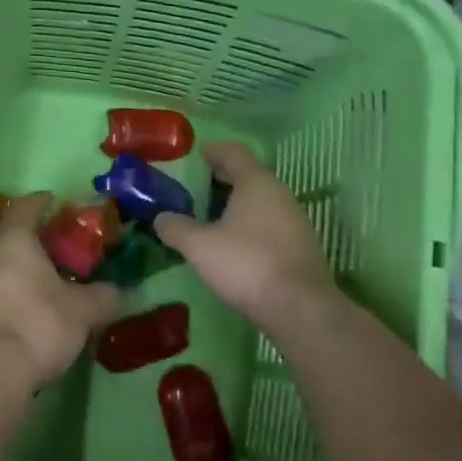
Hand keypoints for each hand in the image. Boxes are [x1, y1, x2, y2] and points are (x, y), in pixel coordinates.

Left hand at [0, 193, 119, 390]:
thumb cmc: (38, 323)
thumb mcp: (83, 309)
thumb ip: (103, 295)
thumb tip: (121, 290)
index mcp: (14, 238)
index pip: (26, 206)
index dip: (42, 201)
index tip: (57, 200)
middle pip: (10, 231)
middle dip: (33, 232)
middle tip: (60, 237)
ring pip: (1, 258)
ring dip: (23, 259)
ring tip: (51, 269)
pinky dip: (15, 282)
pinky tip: (35, 298)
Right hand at [154, 142, 341, 336]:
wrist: (300, 309)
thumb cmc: (246, 264)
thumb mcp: (199, 245)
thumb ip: (175, 226)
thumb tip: (160, 218)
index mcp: (256, 182)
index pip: (232, 152)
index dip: (209, 151)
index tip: (188, 159)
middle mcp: (278, 193)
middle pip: (245, 175)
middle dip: (216, 179)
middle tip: (187, 190)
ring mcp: (292, 220)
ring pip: (256, 201)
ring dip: (230, 204)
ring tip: (202, 218)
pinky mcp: (297, 245)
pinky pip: (265, 222)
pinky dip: (244, 224)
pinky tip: (226, 243)